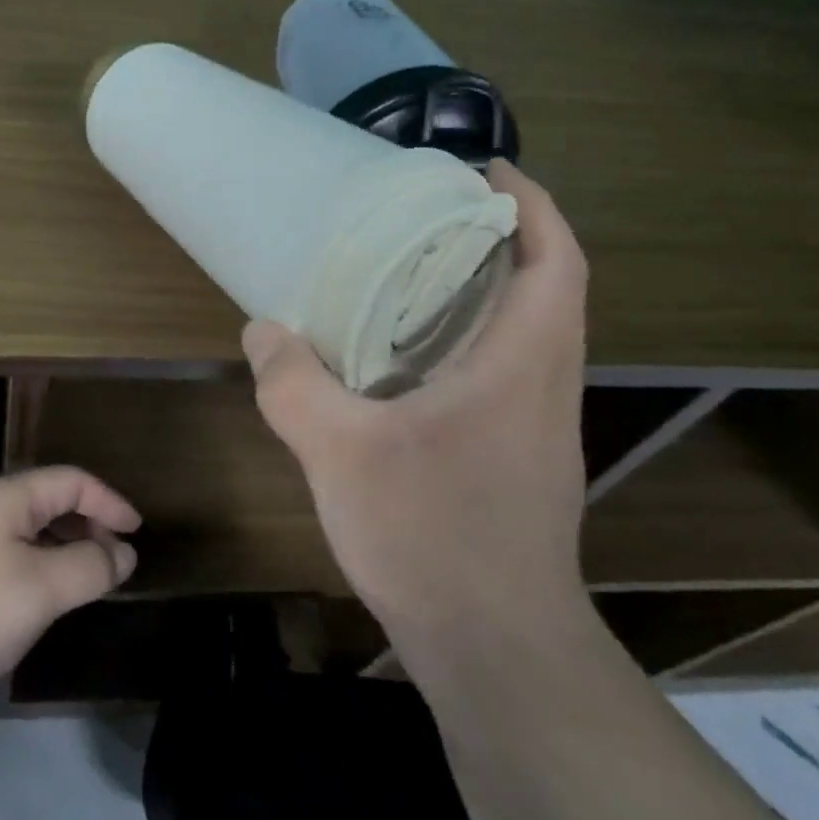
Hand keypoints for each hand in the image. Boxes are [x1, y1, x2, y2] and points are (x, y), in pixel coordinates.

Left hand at [0, 467, 140, 715]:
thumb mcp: (39, 591)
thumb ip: (88, 567)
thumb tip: (123, 551)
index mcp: (7, 496)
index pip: (72, 480)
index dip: (110, 501)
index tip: (136, 533)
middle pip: (47, 499)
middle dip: (86, 524)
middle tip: (112, 561)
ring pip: (22, 527)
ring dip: (59, 546)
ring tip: (78, 582)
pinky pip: (0, 549)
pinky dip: (31, 562)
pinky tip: (29, 598)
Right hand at [243, 160, 589, 661]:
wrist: (493, 647)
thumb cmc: (432, 535)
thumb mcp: (341, 452)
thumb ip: (294, 385)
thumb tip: (261, 331)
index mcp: (522, 364)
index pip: (557, 261)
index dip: (533, 205)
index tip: (485, 172)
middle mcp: (542, 385)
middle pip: (544, 287)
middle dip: (498, 237)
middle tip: (426, 213)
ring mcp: (534, 426)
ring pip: (522, 331)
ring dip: (482, 288)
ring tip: (409, 270)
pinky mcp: (515, 457)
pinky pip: (499, 370)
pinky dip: (464, 338)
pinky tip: (401, 357)